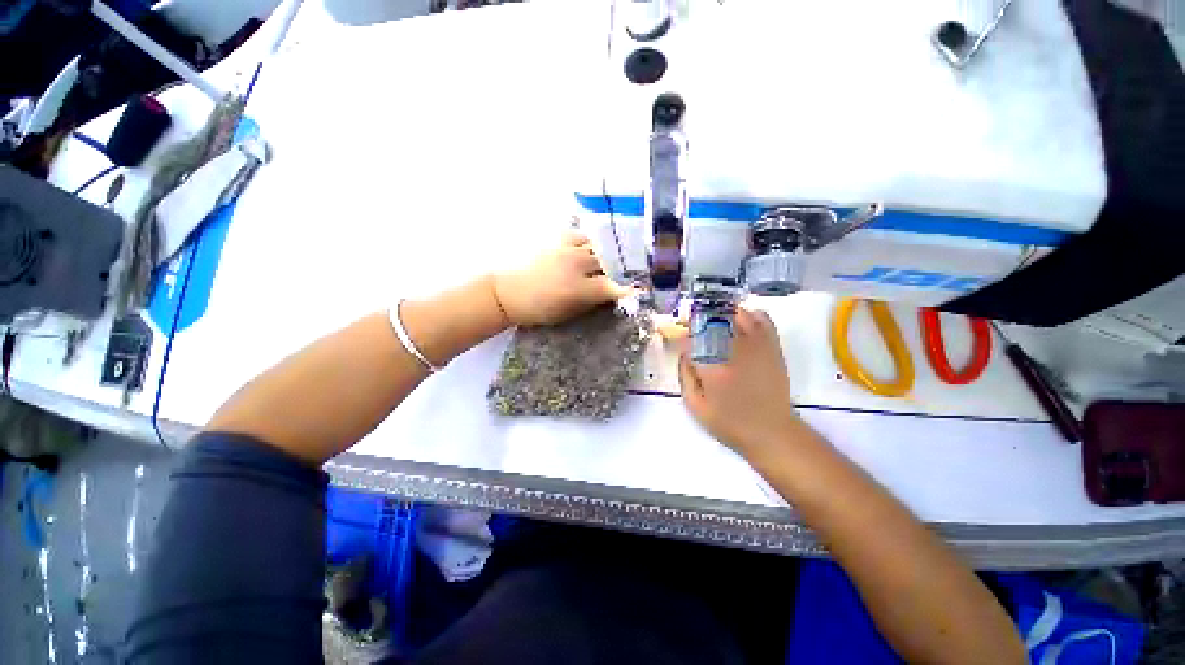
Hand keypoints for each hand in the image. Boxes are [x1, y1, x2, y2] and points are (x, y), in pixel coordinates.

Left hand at [492, 231, 630, 326]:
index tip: (638, 291)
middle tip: (624, 273)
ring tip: (607, 259)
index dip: (628, 289)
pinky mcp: (556, 239)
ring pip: (597, 245)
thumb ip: (590, 302)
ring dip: (605, 254)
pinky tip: (587, 248)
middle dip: (619, 269)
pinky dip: (588, 242)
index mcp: (579, 288)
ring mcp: (567, 248)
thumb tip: (610, 293)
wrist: (504, 291)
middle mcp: (577, 264)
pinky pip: (580, 235)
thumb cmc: (536, 309)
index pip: (613, 286)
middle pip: (609, 262)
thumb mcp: (566, 313)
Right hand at [668, 307, 801, 455]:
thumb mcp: (696, 406)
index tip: (671, 334)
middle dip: (696, 320)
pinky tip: (740, 320)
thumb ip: (685, 377)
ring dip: (720, 314)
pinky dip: (750, 315)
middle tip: (689, 324)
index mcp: (712, 368)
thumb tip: (684, 354)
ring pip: (735, 315)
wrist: (772, 433)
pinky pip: (763, 320)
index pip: (689, 340)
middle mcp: (733, 352)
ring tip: (712, 320)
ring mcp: (756, 347)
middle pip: (711, 322)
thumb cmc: (729, 423)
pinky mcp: (772, 348)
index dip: (677, 334)